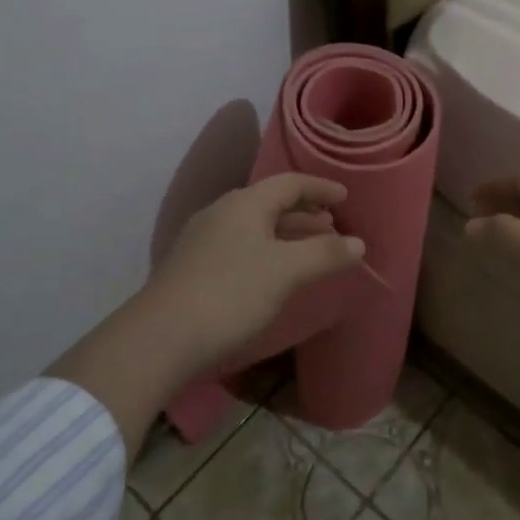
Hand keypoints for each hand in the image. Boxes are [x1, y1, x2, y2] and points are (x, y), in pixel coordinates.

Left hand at [139, 173, 364, 369]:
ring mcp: (203, 239)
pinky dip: (266, 251)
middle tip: (333, 229)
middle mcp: (222, 212)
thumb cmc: (231, 293)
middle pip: (271, 203)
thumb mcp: (286, 272)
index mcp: (245, 203)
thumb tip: (358, 242)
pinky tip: (273, 275)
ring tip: (310, 253)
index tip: (345, 197)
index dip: (320, 188)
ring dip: (286, 234)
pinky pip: (240, 245)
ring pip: (255, 226)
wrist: (161, 337)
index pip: (290, 183)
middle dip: (305, 214)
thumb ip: (324, 254)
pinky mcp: (193, 266)